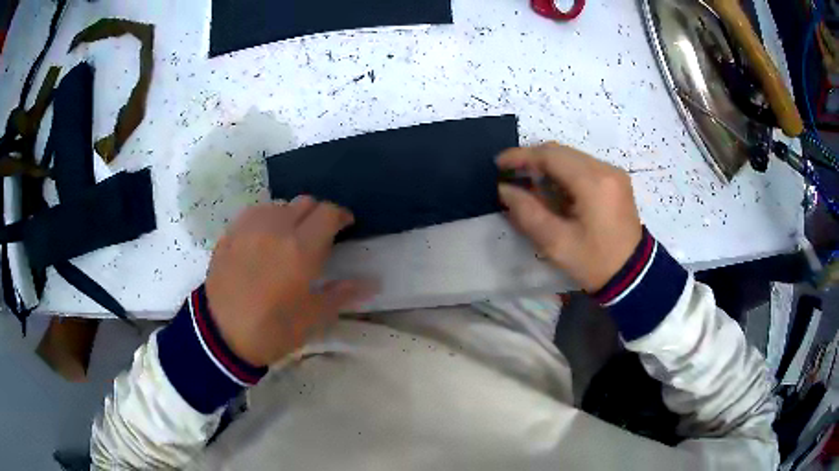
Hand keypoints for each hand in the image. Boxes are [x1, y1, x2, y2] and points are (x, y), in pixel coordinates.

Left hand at [205, 197, 374, 366]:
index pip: (328, 213)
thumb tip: (372, 282)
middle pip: (305, 202)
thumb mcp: (313, 318)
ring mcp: (250, 227)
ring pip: (279, 204)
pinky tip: (264, 237)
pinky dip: (267, 218)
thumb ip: (342, 294)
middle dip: (318, 214)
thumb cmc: (273, 329)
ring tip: (290, 236)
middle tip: (319, 235)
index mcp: (301, 249)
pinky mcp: (231, 232)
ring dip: (291, 215)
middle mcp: (277, 228)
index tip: (346, 226)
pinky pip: (255, 212)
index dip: (342, 216)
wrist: (221, 334)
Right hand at [497, 143, 642, 291]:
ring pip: (572, 157)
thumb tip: (505, 190)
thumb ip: (527, 213)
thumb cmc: (595, 262)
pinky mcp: (616, 180)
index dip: (522, 156)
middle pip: (561, 151)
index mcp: (593, 182)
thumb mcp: (557, 243)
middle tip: (510, 174)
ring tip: (527, 181)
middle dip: (533, 159)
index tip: (499, 163)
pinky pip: (583, 166)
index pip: (551, 155)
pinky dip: (563, 172)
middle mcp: (605, 168)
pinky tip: (552, 187)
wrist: (633, 275)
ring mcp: (613, 173)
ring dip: (548, 165)